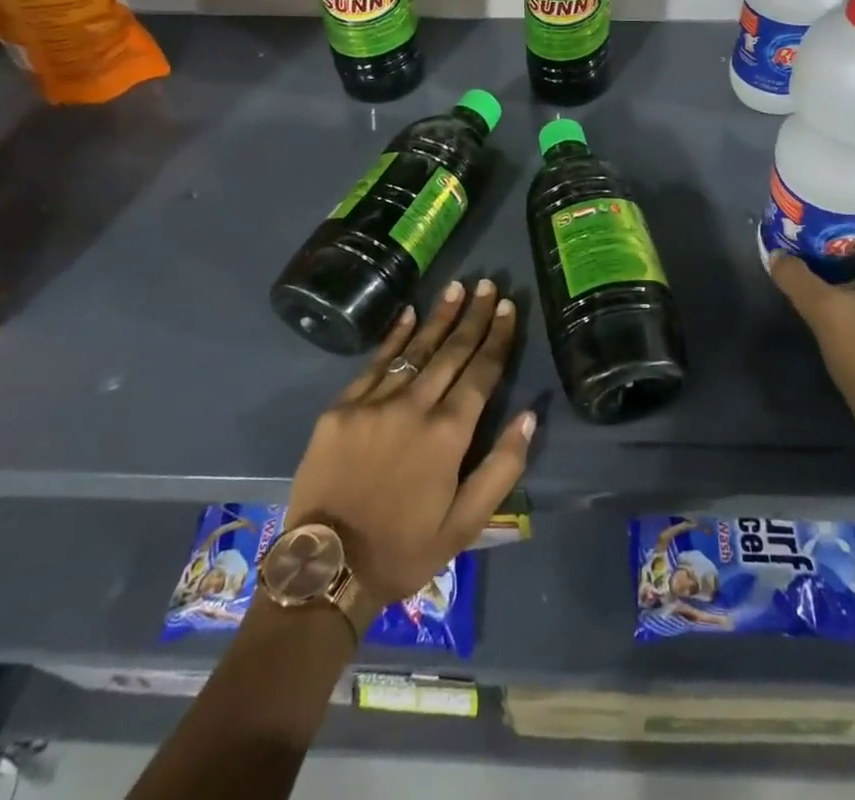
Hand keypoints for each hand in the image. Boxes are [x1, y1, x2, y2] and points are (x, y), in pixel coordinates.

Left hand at [285, 279, 534, 608]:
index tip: (508, 307)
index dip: (497, 338)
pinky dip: (393, 336)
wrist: (325, 570)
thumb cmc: (404, 549)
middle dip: (473, 316)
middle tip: (488, 284)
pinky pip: (374, 362)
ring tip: (457, 287)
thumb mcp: (465, 525)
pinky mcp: (341, 408)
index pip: (481, 373)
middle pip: (451, 352)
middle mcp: (414, 406)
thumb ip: (502, 468)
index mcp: (447, 434)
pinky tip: (408, 313)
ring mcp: (374, 403)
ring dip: (439, 317)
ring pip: (415, 349)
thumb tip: (529, 416)